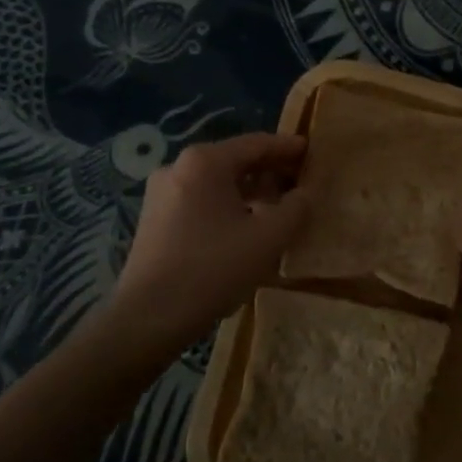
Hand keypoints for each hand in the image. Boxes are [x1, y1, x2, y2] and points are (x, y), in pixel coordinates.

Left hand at [105, 132, 310, 353]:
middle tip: (301, 181)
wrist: (149, 318)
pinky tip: (246, 228)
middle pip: (235, 161)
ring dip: (250, 192)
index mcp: (205, 162)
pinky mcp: (154, 220)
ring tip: (278, 208)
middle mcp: (178, 167)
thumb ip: (296, 208)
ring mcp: (162, 194)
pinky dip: (227, 207)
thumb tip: (306, 193)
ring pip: (217, 183)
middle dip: (270, 171)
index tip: (312, 151)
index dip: (288, 148)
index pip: (257, 144)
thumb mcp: (269, 237)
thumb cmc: (213, 268)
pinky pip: (201, 202)